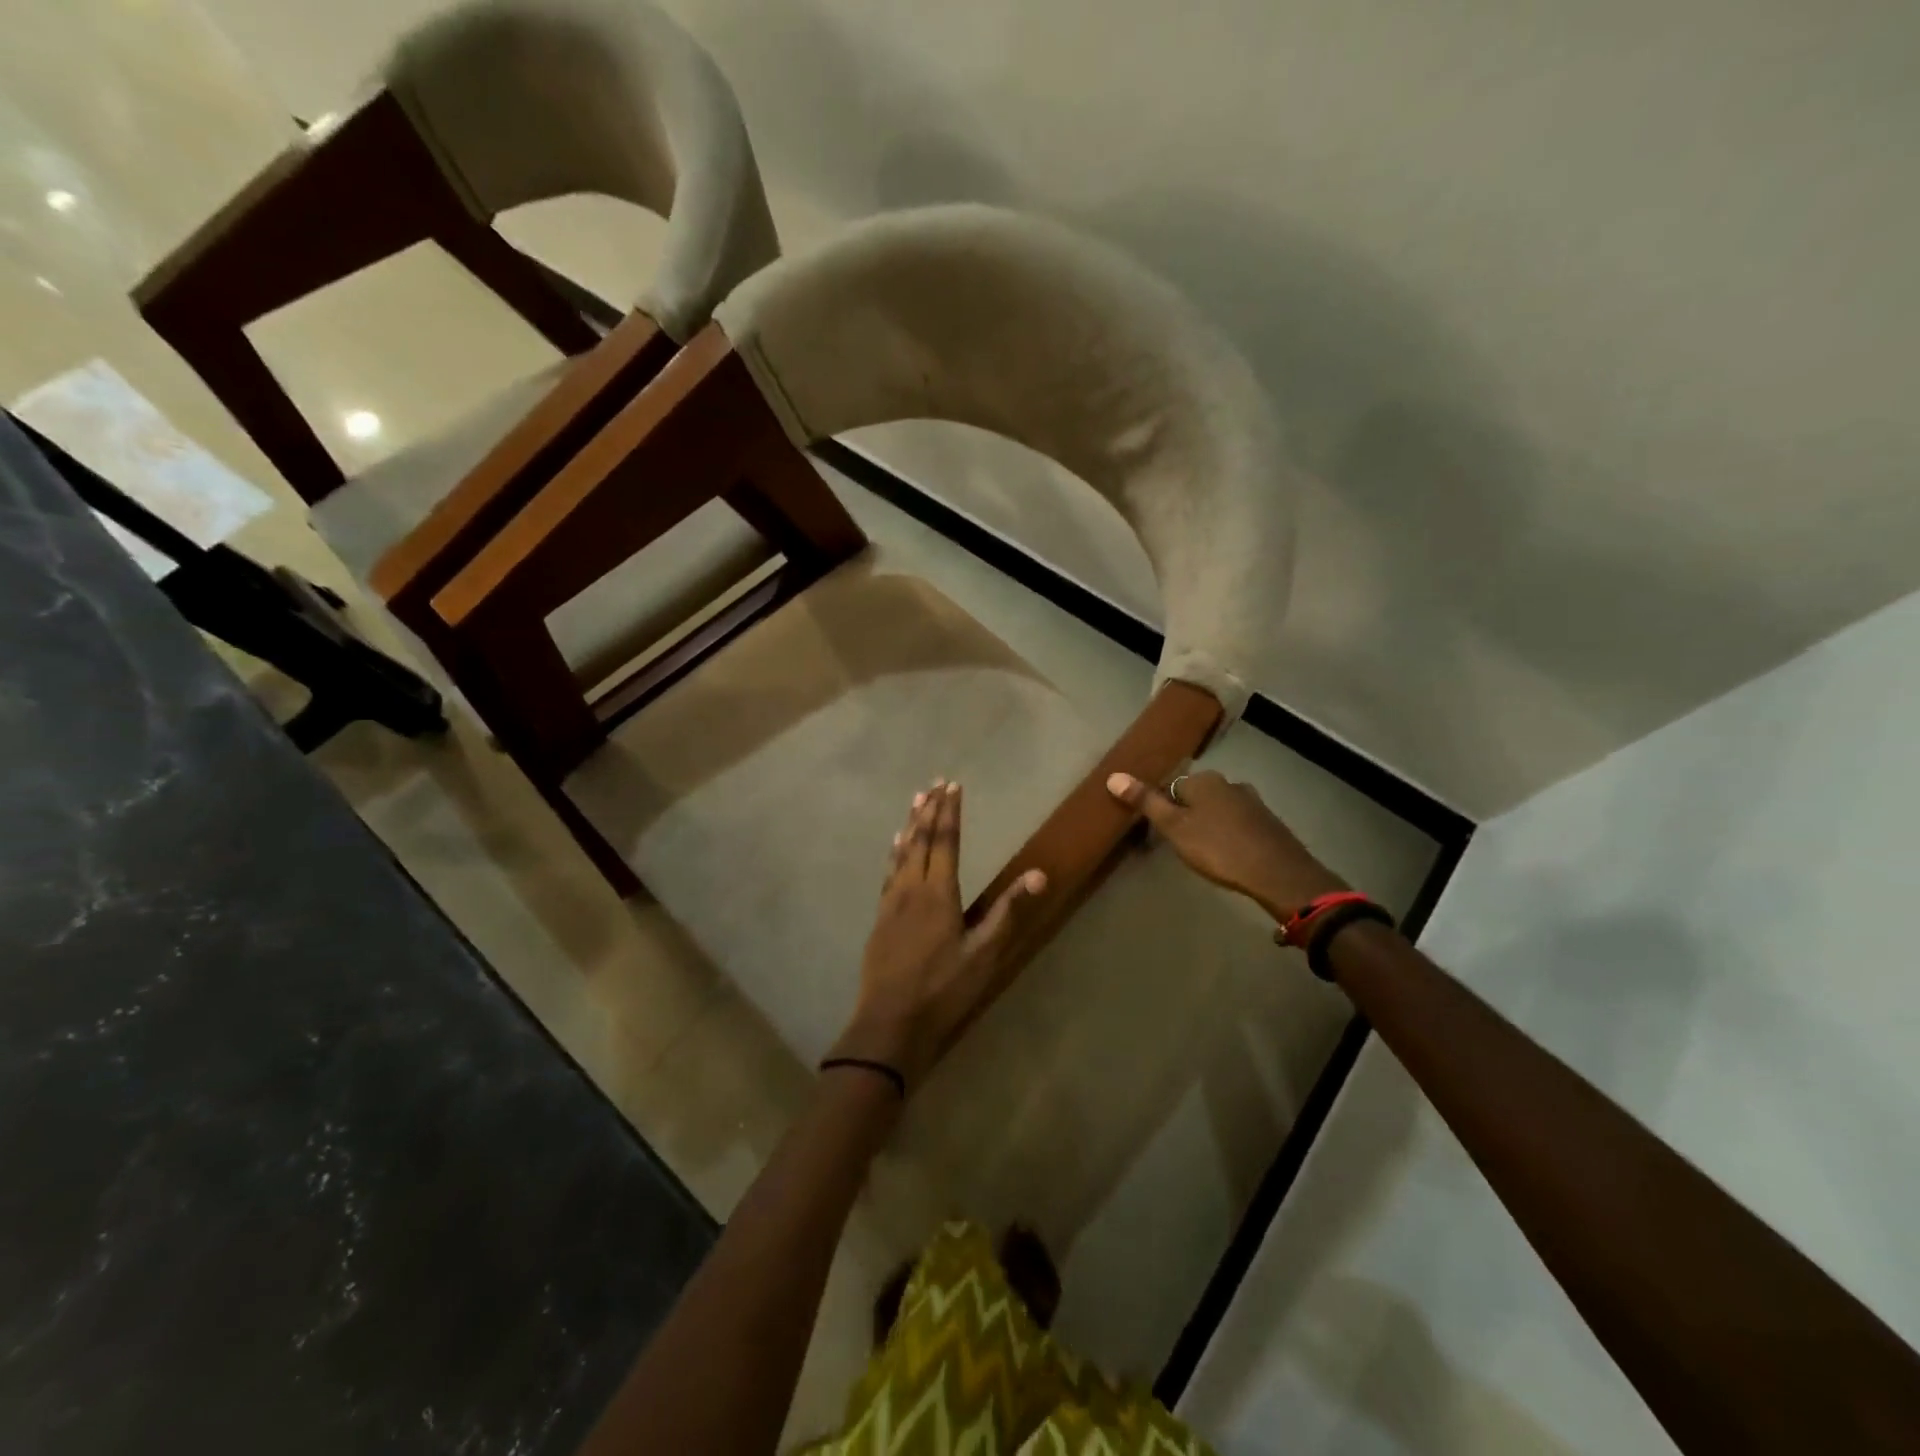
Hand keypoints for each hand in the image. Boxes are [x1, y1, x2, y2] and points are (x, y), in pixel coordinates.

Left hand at [832, 780, 1046, 1091]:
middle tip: (935, 782)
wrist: (890, 1021)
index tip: (953, 785)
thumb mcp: (983, 954)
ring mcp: (891, 901)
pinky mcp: (880, 917)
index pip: (946, 841)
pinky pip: (889, 871)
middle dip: (929, 809)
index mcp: (938, 893)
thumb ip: (1007, 911)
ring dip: (911, 824)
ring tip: (916, 800)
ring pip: (901, 852)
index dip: (950, 812)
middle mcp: (911, 888)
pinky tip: (895, 847)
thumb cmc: (943, 989)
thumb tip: (1039, 875)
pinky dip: (894, 852)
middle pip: (921, 840)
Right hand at [1106, 769, 1346, 922]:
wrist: (1278, 873)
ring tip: (1203, 851)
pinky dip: (1228, 833)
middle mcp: (1229, 783)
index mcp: (1204, 780)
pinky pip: (1237, 822)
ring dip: (1208, 824)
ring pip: (1218, 808)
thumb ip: (1146, 802)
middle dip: (1186, 814)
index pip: (1171, 786)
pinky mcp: (1268, 822)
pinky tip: (1227, 854)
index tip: (1160, 832)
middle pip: (1196, 795)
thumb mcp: (1174, 828)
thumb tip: (1114, 776)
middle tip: (1179, 844)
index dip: (1162, 808)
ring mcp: (1252, 801)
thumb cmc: (1218, 848)